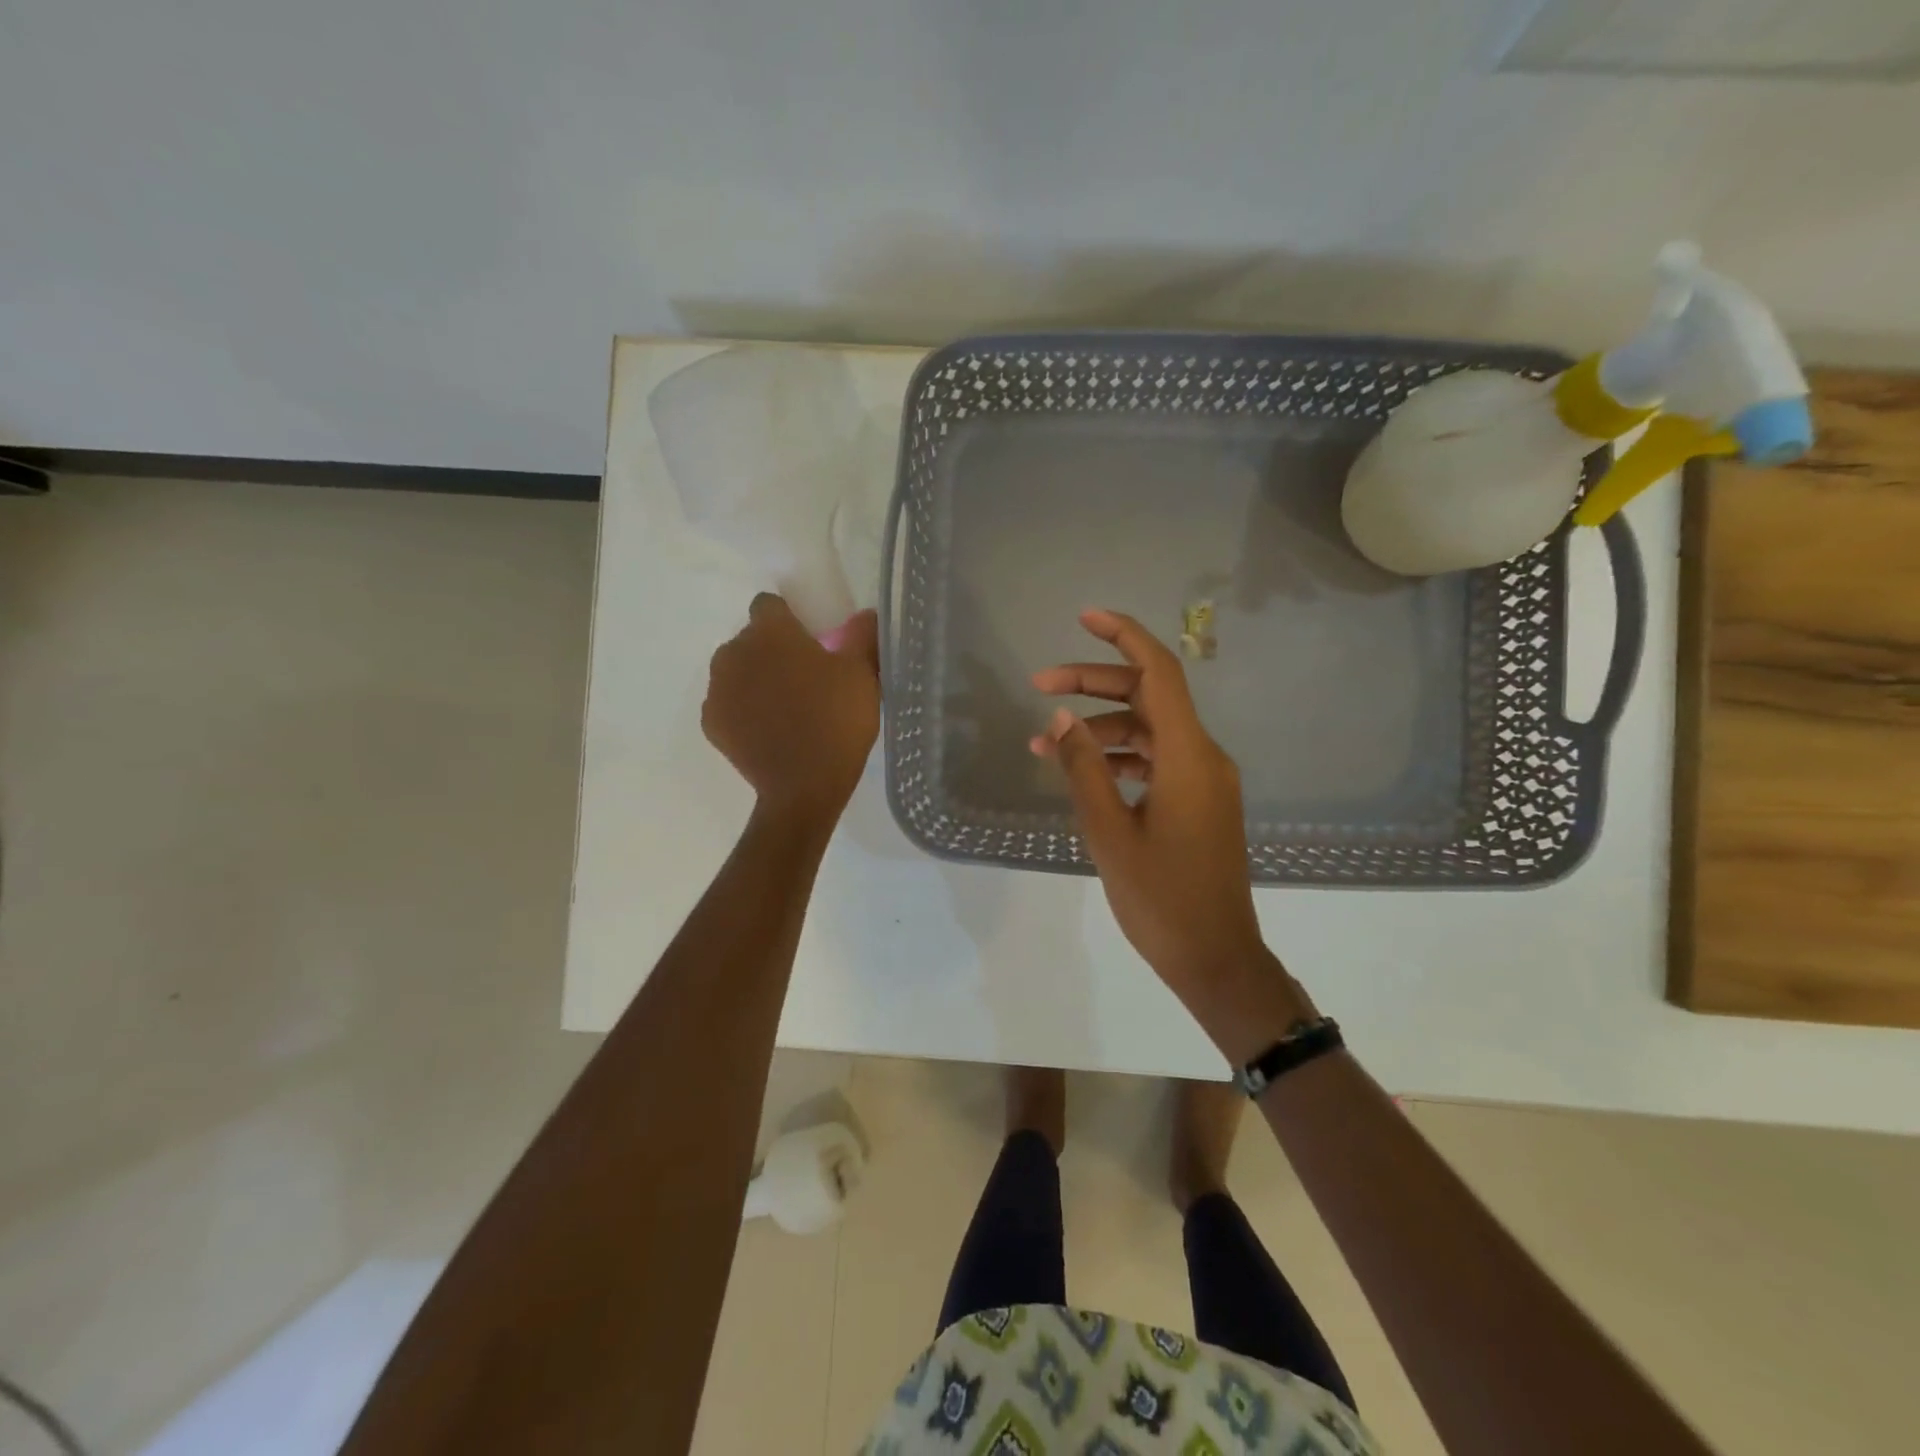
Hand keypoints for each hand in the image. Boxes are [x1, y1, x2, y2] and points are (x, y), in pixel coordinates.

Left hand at [703, 595, 880, 823]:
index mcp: (770, 632)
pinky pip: (727, 704)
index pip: (769, 605)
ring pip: (736, 671)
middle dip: (772, 651)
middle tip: (804, 679)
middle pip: (751, 639)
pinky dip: (743, 711)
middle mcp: (734, 652)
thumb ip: (861, 637)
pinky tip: (768, 731)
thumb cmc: (836, 721)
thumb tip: (865, 615)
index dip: (789, 619)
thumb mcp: (862, 675)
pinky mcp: (711, 722)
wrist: (804, 787)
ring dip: (755, 679)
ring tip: (785, 708)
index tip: (810, 641)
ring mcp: (718, 689)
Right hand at [1031, 610, 1311, 1054]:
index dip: (1123, 636)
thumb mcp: (1109, 833)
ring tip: (1043, 744)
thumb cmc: (1161, 899)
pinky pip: (1156, 760)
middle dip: (1093, 683)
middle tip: (1039, 684)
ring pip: (1149, 730)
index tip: (1084, 617)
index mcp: (1188, 756)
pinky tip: (1081, 771)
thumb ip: (1084, 769)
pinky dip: (1119, 756)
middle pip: (1148, 696)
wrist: (1215, 958)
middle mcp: (1203, 756)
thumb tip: (1060, 719)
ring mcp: (1204, 780)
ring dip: (1099, 728)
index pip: (1159, 672)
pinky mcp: (1199, 802)